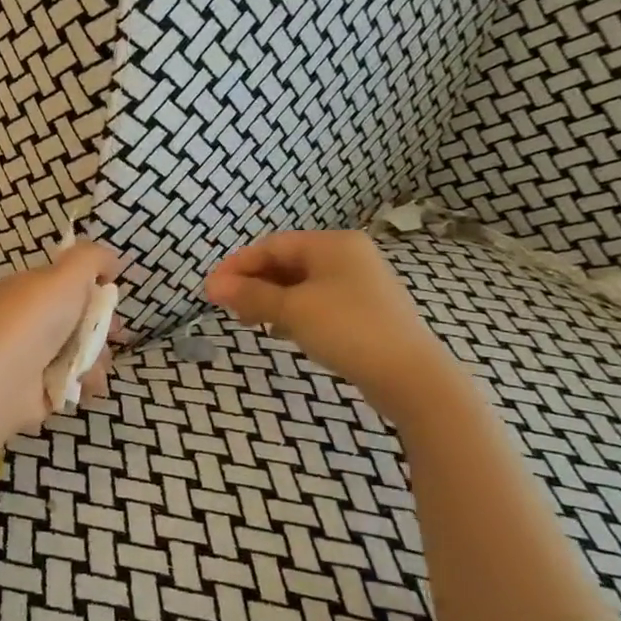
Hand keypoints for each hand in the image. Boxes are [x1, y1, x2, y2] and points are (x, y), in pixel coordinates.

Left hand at [0, 240, 121, 438]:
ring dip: (98, 358)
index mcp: (31, 289)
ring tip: (91, 365)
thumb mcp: (67, 273)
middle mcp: (32, 320)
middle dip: (102, 328)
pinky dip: (86, 382)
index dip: (94, 290)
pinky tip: (84, 384)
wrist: (3, 378)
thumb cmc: (35, 319)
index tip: (110, 298)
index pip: (68, 284)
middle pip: (81, 320)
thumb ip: (92, 258)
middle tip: (111, 333)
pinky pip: (77, 381)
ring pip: (84, 352)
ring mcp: (36, 356)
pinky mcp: (43, 388)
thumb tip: (111, 263)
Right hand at [204, 231, 464, 422]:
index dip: (237, 265)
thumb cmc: (347, 329)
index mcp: (332, 244)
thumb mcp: (292, 310)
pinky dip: (293, 313)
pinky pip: (317, 303)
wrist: (409, 376)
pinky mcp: (364, 311)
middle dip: (253, 284)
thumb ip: (250, 295)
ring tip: (250, 322)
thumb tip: (212, 286)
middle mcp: (347, 256)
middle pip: (286, 263)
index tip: (211, 289)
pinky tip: (280, 332)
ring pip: (300, 285)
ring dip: (270, 300)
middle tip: (228, 308)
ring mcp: (359, 284)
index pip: (272, 245)